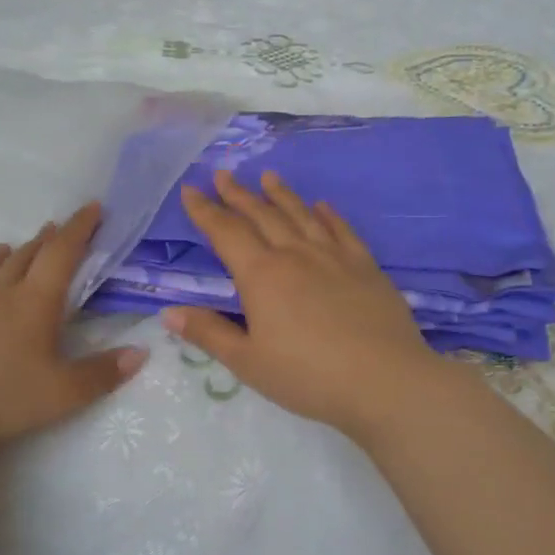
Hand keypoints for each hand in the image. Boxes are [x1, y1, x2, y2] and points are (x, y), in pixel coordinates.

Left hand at [0, 203, 146, 461]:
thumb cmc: (4, 399)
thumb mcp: (65, 393)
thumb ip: (103, 373)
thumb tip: (141, 353)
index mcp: (34, 303)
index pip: (61, 254)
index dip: (79, 228)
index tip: (93, 208)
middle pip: (24, 258)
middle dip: (44, 241)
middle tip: (56, 228)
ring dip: (2, 258)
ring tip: (9, 247)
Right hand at [166, 170, 445, 434]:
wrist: (385, 380)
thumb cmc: (308, 376)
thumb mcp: (248, 362)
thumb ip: (209, 333)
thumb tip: (169, 312)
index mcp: (261, 275)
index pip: (226, 232)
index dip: (205, 211)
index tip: (191, 190)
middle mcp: (295, 254)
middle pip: (262, 215)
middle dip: (238, 194)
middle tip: (222, 174)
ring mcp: (334, 256)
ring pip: (301, 215)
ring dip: (281, 194)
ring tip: (267, 176)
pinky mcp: (366, 266)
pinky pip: (342, 230)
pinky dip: (328, 214)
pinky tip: (322, 205)